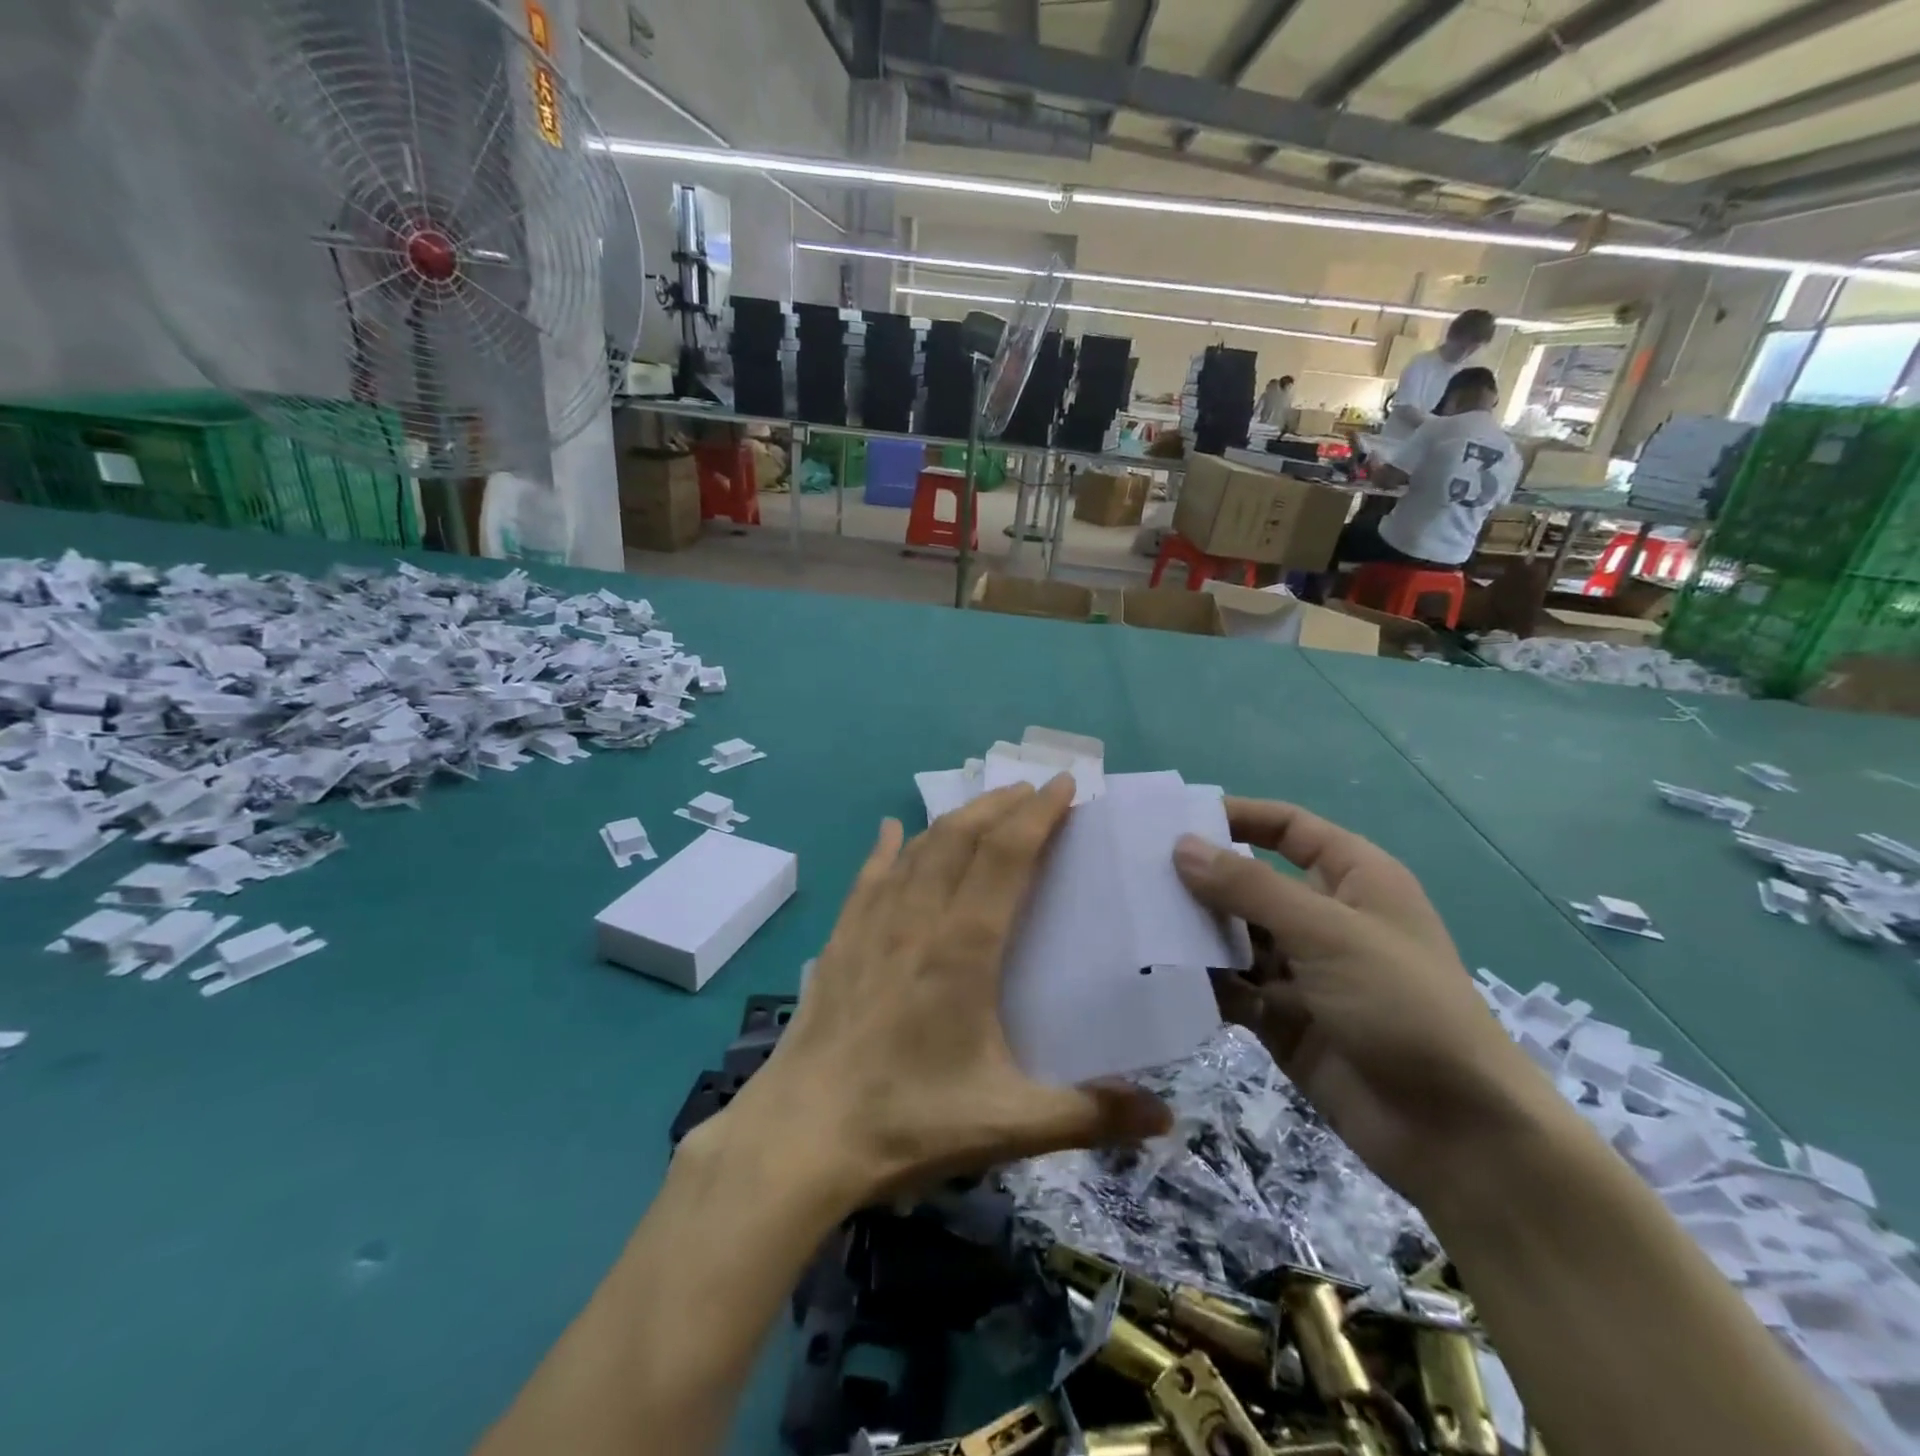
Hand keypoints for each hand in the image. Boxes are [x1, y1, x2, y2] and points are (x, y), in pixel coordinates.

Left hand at [716, 777, 1171, 1205]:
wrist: (802, 1136)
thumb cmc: (908, 1122)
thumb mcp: (1008, 1125)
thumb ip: (1090, 1115)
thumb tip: (1168, 1117)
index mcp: (964, 949)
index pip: (1007, 856)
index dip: (1039, 814)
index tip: (1065, 784)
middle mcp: (918, 919)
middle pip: (963, 837)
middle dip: (1002, 804)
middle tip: (1034, 788)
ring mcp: (872, 925)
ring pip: (919, 848)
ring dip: (956, 817)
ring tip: (984, 804)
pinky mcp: (841, 940)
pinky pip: (869, 876)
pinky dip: (888, 847)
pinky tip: (893, 830)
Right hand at [1173, 799, 1560, 1204]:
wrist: (1456, 1135)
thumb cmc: (1403, 1007)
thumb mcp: (1327, 933)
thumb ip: (1250, 888)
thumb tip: (1182, 845)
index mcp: (1354, 881)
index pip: (1289, 830)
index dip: (1239, 818)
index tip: (1176, 820)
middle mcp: (1325, 919)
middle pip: (1252, 883)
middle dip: (1201, 880)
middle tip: (1135, 875)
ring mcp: (1303, 972)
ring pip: (1236, 937)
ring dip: (1195, 933)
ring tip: (1136, 923)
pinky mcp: (1283, 1018)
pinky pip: (1233, 987)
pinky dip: (1202, 981)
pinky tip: (1158, 976)